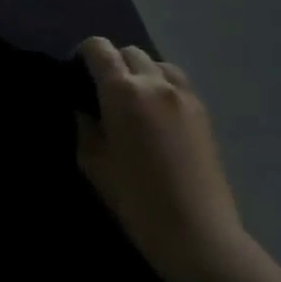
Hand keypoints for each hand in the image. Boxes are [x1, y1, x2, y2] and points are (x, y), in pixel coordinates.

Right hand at [76, 39, 249, 281]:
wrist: (197, 234)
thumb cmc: (134, 197)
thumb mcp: (91, 160)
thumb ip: (84, 124)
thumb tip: (84, 108)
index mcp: (122, 91)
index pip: (99, 48)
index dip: (83, 54)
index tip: (76, 74)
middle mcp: (156, 84)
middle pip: (130, 52)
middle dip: (113, 63)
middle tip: (102, 92)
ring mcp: (185, 97)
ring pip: (158, 64)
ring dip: (141, 72)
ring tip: (133, 101)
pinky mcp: (204, 114)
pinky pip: (178, 84)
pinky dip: (162, 87)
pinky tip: (156, 115)